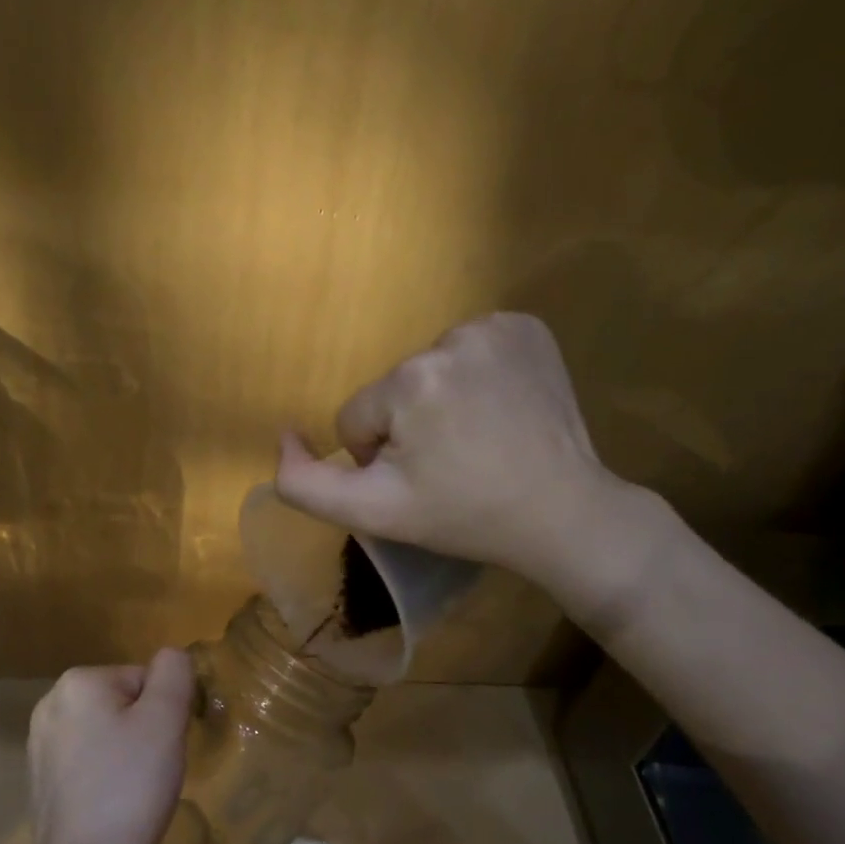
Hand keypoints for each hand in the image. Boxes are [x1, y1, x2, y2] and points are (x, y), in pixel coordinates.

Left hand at [24, 650, 194, 843]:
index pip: (144, 679)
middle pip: (123, 703)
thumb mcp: (166, 720)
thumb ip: (174, 674)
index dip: (164, 713)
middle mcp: (50, 703)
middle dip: (144, 731)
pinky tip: (111, 806)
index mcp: (78, 681)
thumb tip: (172, 657)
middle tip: (152, 771)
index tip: (164, 748)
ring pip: (106, 733)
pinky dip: (105, 776)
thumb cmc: (130, 787)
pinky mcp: (39, 778)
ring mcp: (39, 743)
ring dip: (126, 754)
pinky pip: (88, 762)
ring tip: (133, 792)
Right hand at [274, 313, 641, 598]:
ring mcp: (496, 327)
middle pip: (393, 390)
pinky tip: (499, 409)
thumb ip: (304, 484)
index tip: (421, 480)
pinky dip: (475, 377)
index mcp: (410, 381)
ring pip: (429, 369)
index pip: (357, 417)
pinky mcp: (527, 327)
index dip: (379, 456)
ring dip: (440, 401)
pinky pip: (470, 350)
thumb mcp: (371, 513)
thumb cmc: (463, 516)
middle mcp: (451, 338)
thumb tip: (284, 436)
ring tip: (478, 438)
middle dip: (409, 427)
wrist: (561, 514)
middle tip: (451, 464)